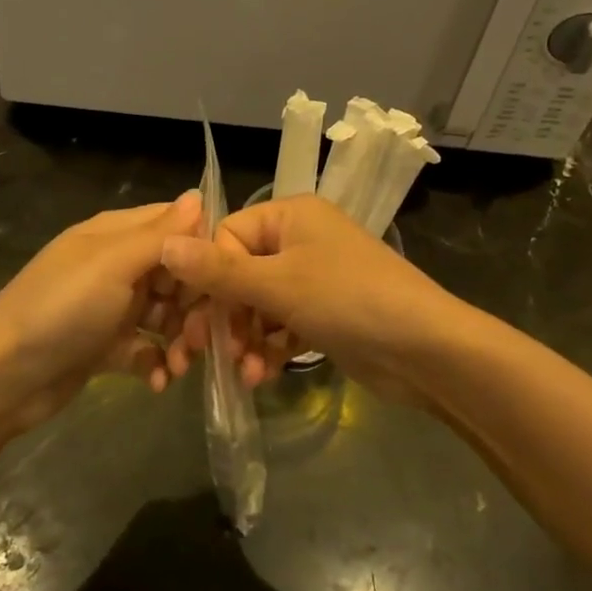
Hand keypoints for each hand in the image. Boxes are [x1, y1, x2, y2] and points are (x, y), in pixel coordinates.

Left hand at [0, 192, 202, 430]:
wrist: (0, 379)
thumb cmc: (61, 309)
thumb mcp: (113, 264)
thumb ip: (160, 233)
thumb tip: (200, 194)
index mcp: (115, 234)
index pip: (174, 226)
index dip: (202, 250)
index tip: (224, 281)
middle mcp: (115, 265)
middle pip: (175, 275)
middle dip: (195, 305)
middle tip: (202, 336)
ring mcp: (109, 307)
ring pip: (165, 315)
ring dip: (181, 339)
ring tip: (181, 365)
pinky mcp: (104, 346)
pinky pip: (145, 349)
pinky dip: (156, 363)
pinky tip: (159, 382)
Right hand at [161, 195, 470, 401]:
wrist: (426, 350)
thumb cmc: (348, 300)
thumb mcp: (278, 284)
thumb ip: (218, 271)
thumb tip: (164, 244)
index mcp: (290, 214)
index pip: (227, 237)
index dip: (210, 277)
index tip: (198, 318)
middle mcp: (300, 239)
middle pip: (241, 273)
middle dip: (226, 315)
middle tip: (206, 353)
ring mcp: (314, 278)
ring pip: (259, 304)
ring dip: (246, 338)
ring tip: (243, 372)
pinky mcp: (324, 314)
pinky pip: (281, 325)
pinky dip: (269, 348)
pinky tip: (261, 376)